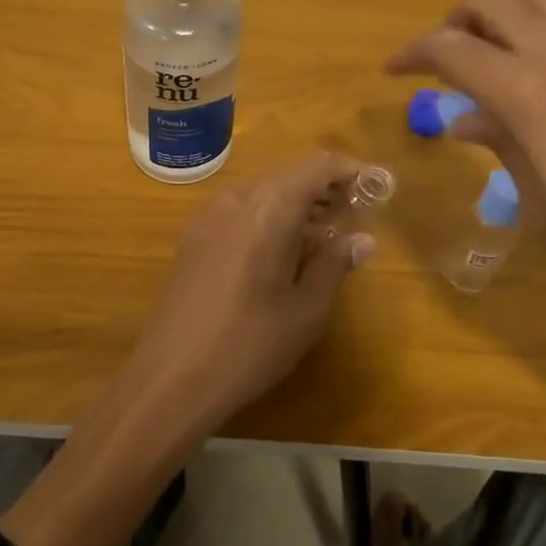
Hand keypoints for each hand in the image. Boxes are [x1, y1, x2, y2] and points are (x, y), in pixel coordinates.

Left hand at [127, 151, 376, 429]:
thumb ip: (335, 265)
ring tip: (326, 229)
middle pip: (289, 173)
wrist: (168, 379)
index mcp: (267, 209)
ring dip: (298, 199)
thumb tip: (364, 240)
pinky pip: (241, 207)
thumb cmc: (247, 346)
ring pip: (264, 189)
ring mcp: (209, 215)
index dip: (350, 170)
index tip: (377, 185)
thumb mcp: (305, 312)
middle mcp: (236, 198)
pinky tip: (282, 245)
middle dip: (325, 185)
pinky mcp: (194, 235)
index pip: (317, 166)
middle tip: (356, 212)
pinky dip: (270, 212)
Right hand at [387, 0, 545, 347]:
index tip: (391, 72)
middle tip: (441, 66)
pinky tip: (531, 94)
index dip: (413, 53)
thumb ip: (504, 150)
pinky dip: (532, 38)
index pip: (454, 48)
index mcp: (532, 95)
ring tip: (485, 67)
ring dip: (498, 18)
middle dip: (453, 20)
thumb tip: (465, 120)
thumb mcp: (545, 211)